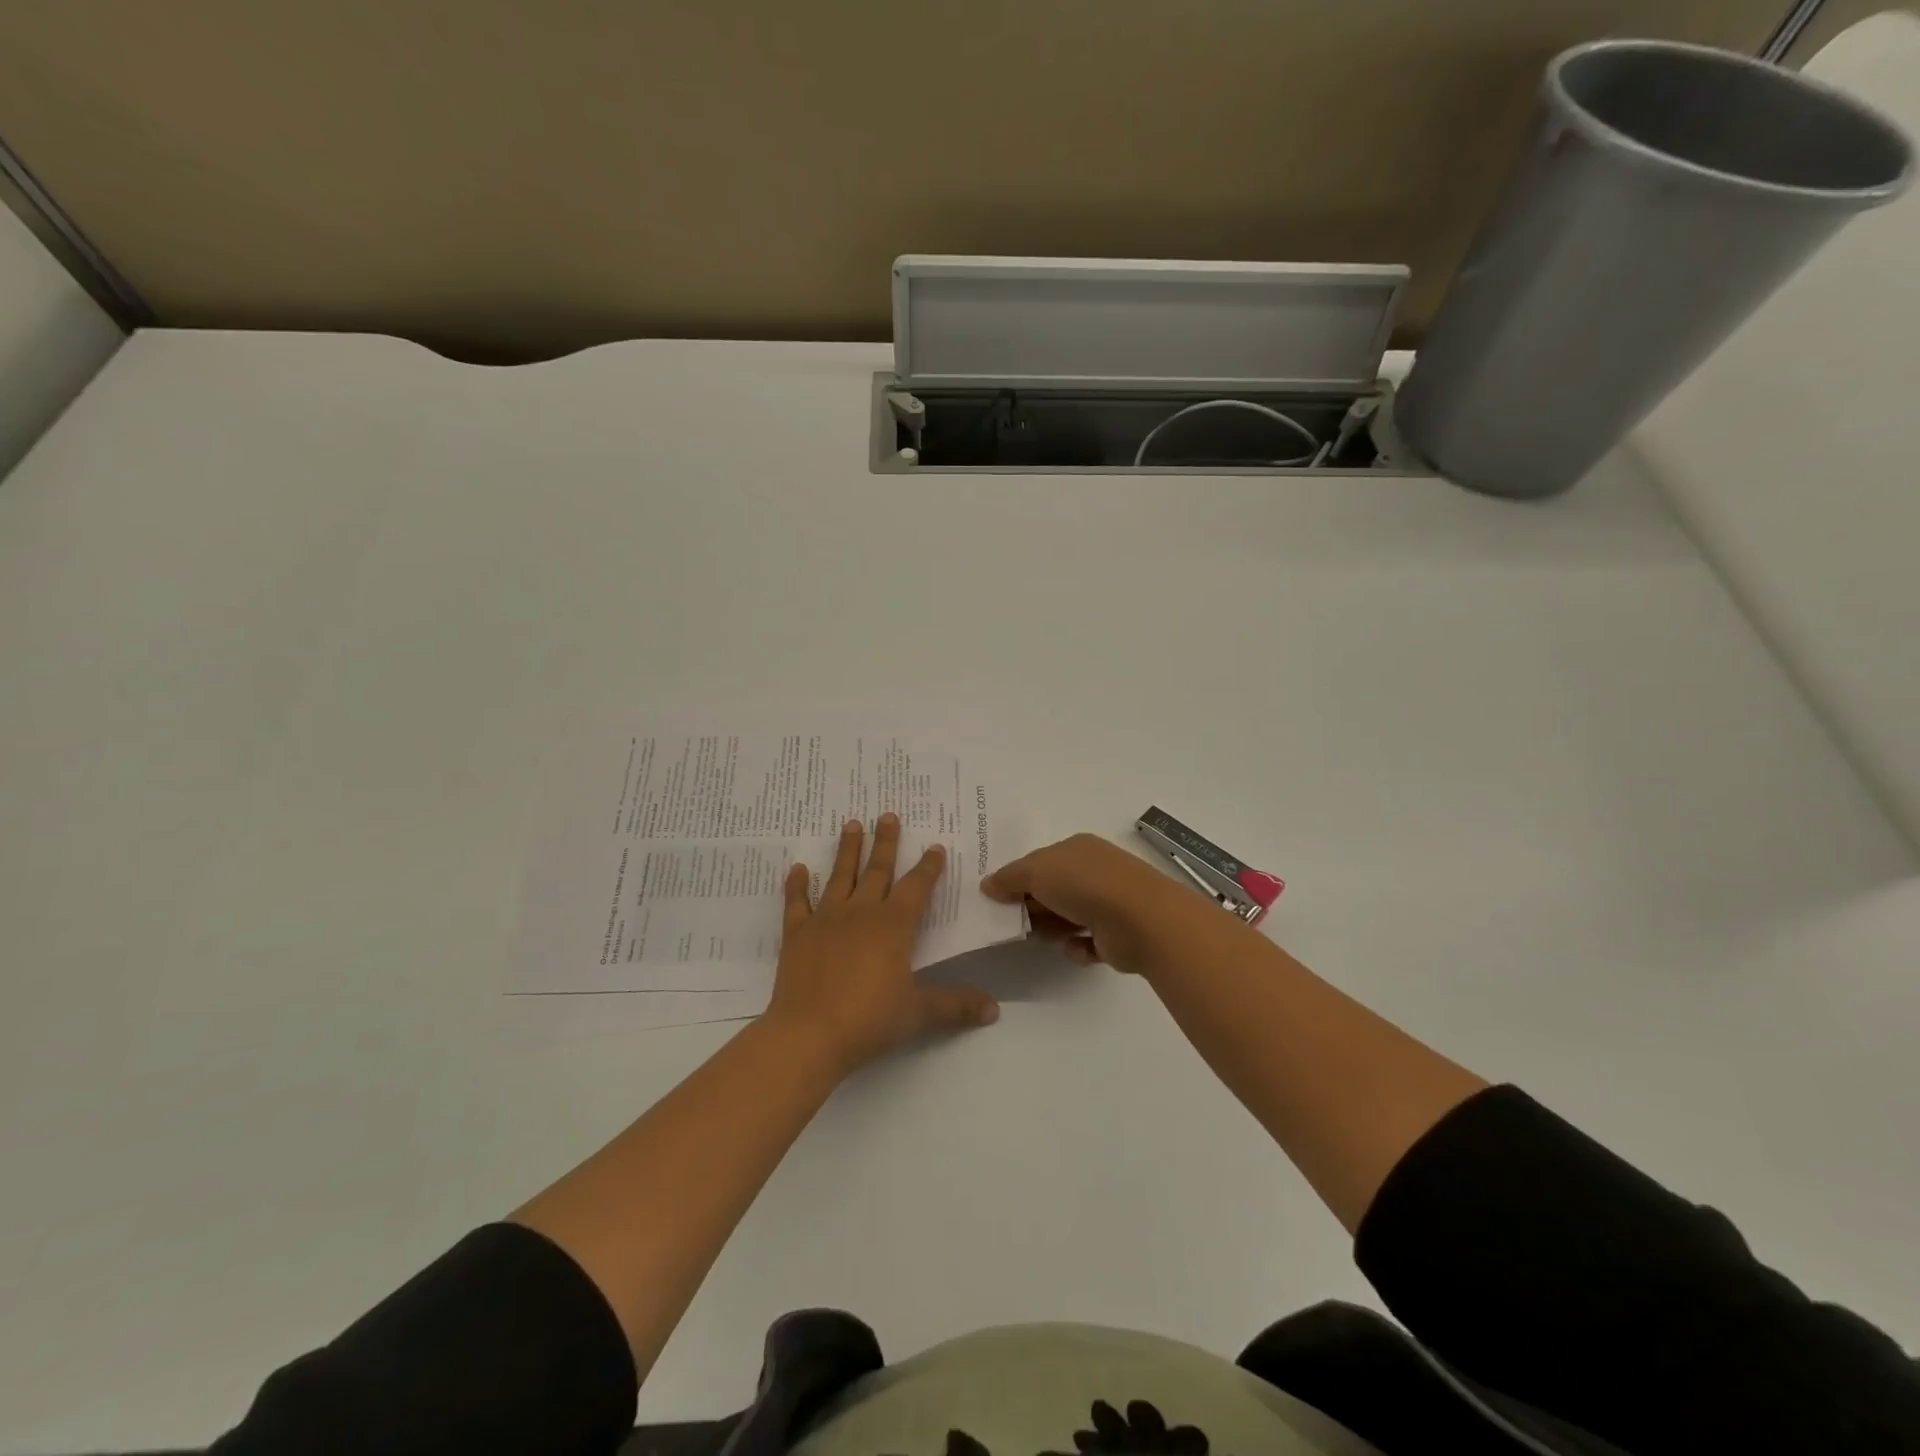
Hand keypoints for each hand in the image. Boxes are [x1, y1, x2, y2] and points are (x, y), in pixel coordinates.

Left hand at [767, 814, 998, 1076]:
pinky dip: (796, 885)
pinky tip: (797, 868)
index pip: (916, 887)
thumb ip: (956, 1005)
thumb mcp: (919, 1013)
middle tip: (888, 815)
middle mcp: (862, 912)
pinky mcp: (797, 933)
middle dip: (885, 842)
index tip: (935, 846)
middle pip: (877, 870)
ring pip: (840, 875)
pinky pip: (797, 902)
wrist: (810, 1033)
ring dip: (847, 849)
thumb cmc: (870, 1019)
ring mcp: (826, 919)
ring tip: (851, 824)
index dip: (928, 867)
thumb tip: (994, 1009)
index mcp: (894, 925)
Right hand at [981, 833, 1212, 973]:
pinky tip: (1074, 948)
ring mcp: (1109, 902)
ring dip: (1053, 927)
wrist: (1140, 919)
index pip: (1041, 861)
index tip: (998, 898)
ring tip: (1043, 937)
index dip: (1019, 878)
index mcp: (1077, 848)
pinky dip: (1077, 947)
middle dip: (1033, 906)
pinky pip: (1087, 942)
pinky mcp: (1117, 935)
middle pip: (1053, 889)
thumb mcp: (1036, 872)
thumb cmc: (1084, 884)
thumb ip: (1009, 878)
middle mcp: (1095, 872)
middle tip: (1014, 923)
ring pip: (1069, 916)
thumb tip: (987, 885)